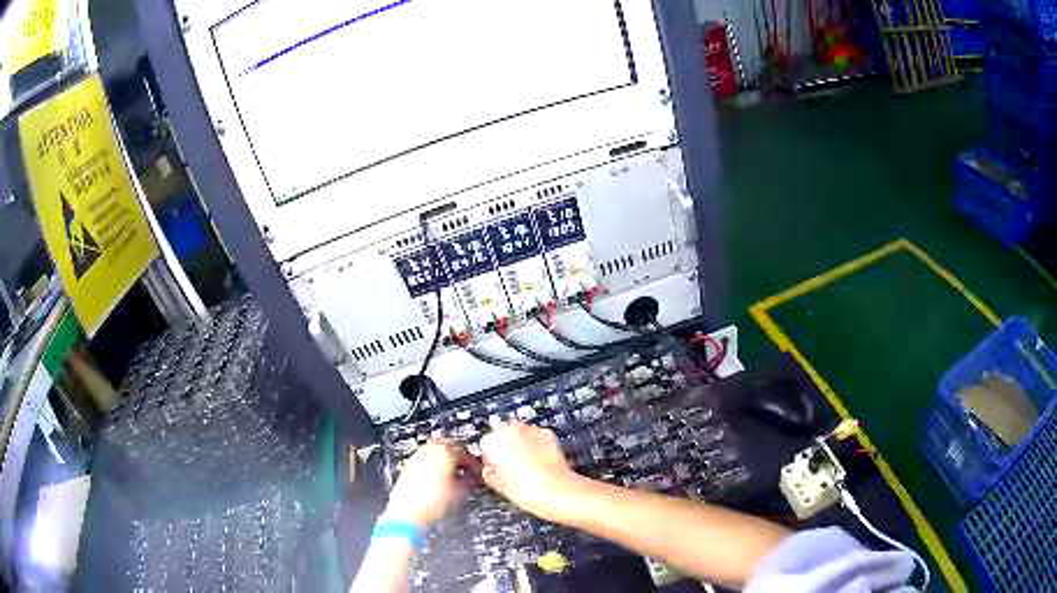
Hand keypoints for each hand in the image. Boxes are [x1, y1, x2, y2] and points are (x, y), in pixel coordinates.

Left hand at [385, 440, 478, 526]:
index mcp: (445, 452)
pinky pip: (424, 458)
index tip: (475, 471)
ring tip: (452, 473)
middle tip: (465, 468)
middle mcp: (429, 450)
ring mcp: (417, 457)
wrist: (408, 513)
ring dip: (445, 458)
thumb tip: (470, 476)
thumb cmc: (433, 503)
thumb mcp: (460, 492)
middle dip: (458, 455)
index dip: (473, 462)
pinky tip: (438, 477)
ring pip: (434, 450)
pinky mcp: (408, 465)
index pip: (465, 451)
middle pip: (448, 444)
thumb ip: (468, 479)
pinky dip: (433, 463)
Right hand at [479, 422, 580, 521]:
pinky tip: (537, 464)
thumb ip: (489, 472)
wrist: (559, 492)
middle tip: (508, 468)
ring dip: (520, 445)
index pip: (484, 443)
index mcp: (496, 440)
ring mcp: (533, 430)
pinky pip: (536, 437)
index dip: (488, 458)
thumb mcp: (498, 485)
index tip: (492, 468)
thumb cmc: (527, 490)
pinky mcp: (550, 435)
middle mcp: (514, 429)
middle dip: (504, 448)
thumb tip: (490, 470)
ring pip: (520, 434)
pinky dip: (535, 446)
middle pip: (502, 435)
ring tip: (525, 467)